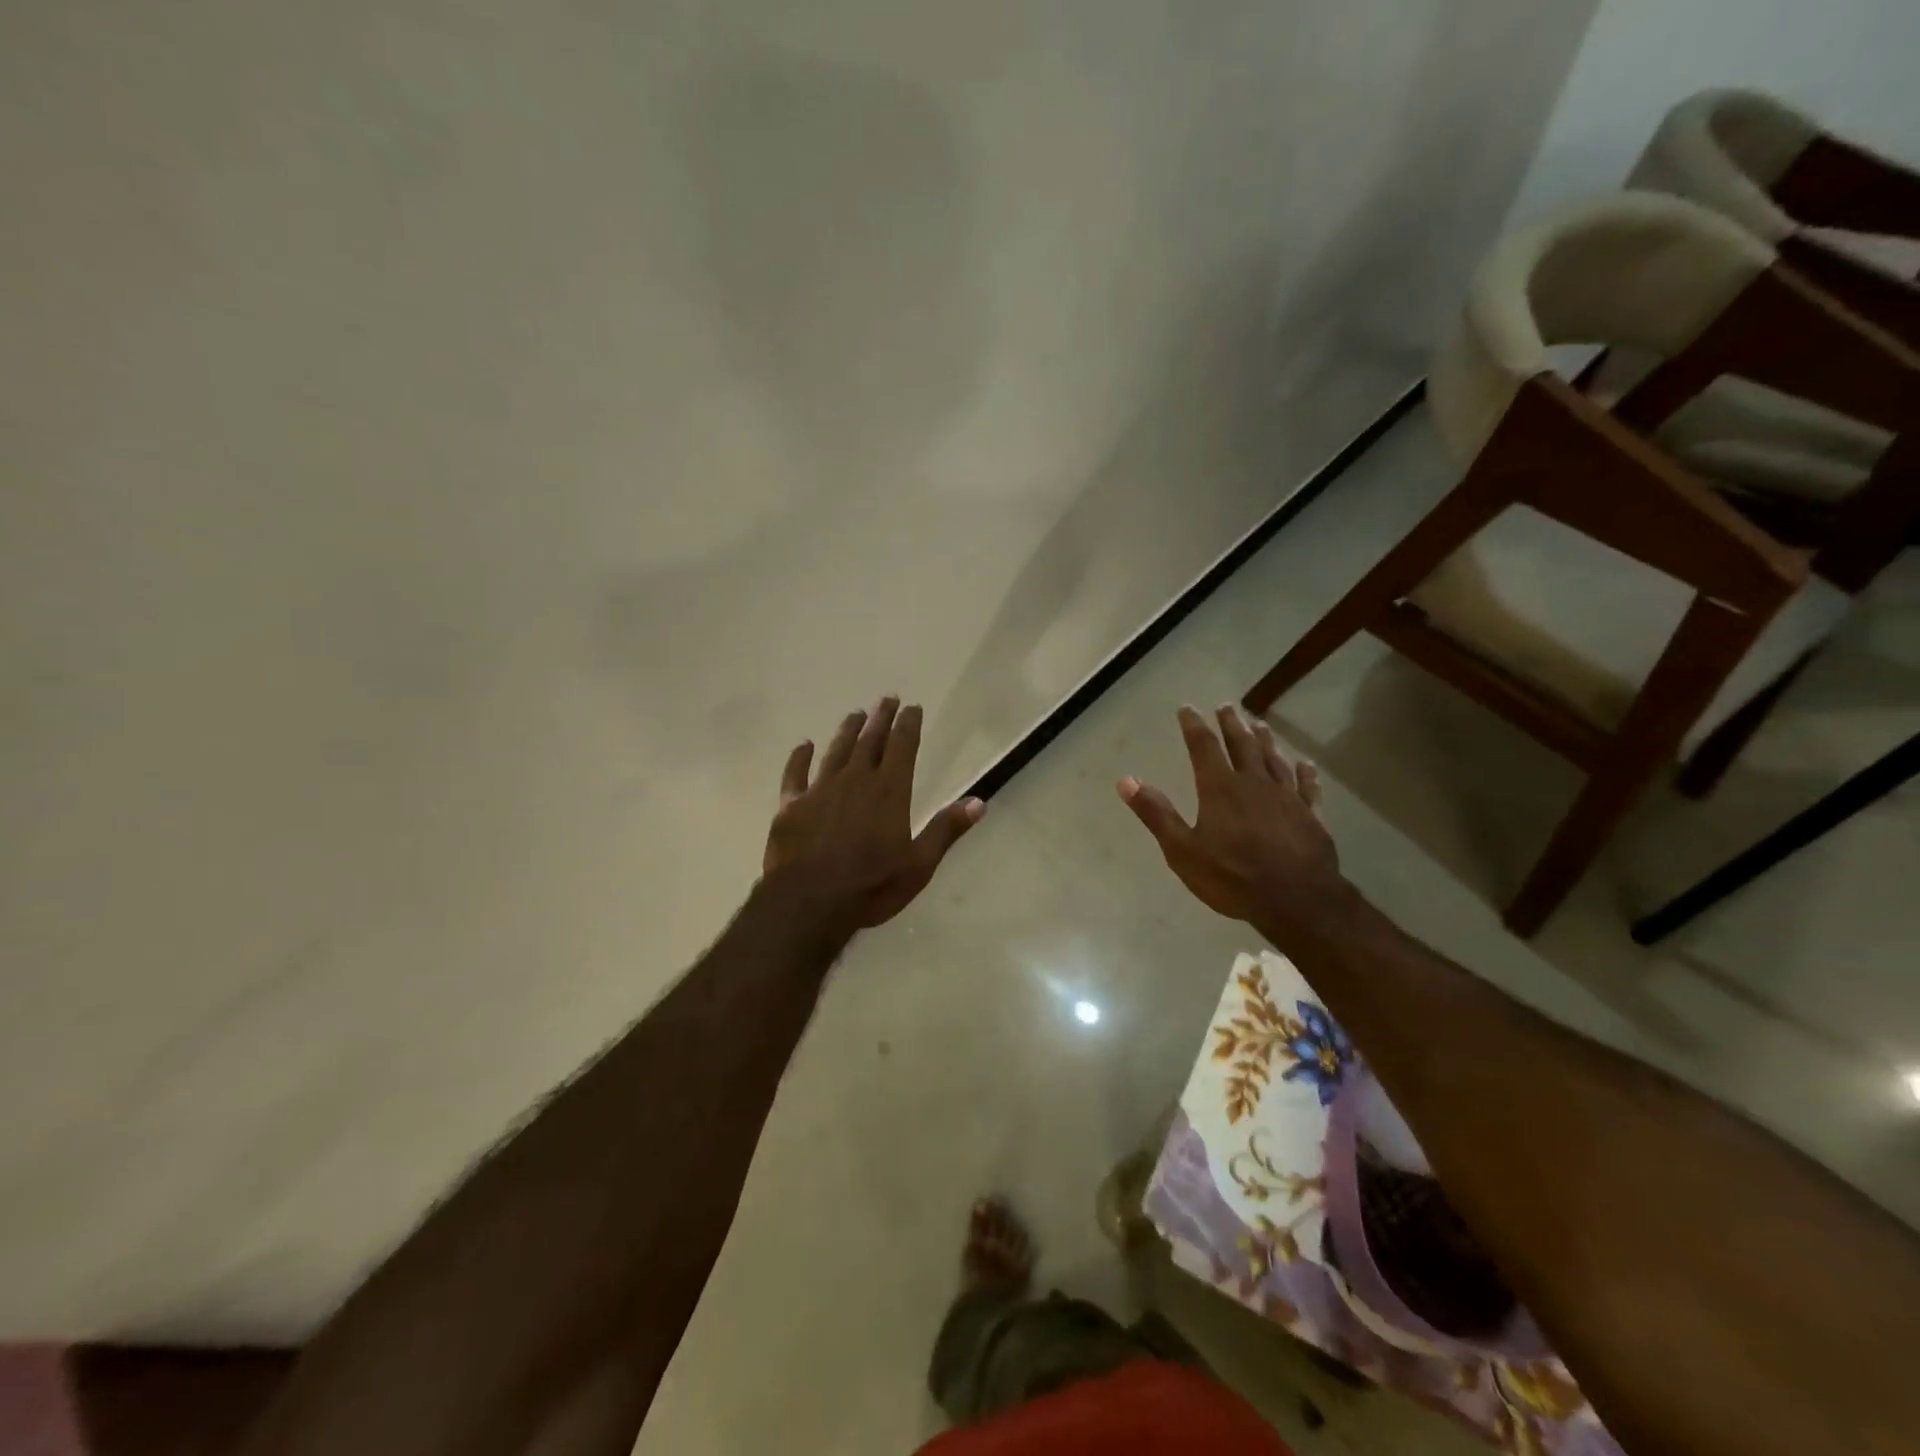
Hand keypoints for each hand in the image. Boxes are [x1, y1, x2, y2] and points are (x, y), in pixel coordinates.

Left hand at [764, 697, 985, 931]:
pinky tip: (804, 745)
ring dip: (847, 730)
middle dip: (880, 718)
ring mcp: (820, 790)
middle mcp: (855, 781)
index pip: (902, 747)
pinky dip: (800, 757)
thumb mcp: (919, 865)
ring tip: (855, 714)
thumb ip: (946, 830)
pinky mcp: (791, 805)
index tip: (912, 707)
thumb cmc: (871, 886)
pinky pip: (795, 773)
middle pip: (869, 741)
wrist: (809, 902)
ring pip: (836, 751)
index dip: (908, 724)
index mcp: (889, 792)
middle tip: (887, 698)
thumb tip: (979, 802)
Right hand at [1118, 705, 1343, 938]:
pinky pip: (1308, 787)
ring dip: (1265, 741)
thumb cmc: (1233, 877)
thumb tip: (1126, 780)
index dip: (1194, 726)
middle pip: (1242, 745)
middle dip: (1231, 725)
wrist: (1297, 901)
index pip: (1204, 747)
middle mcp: (1255, 784)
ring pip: (1274, 760)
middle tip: (1226, 707)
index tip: (1187, 708)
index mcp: (1220, 789)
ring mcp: (1287, 798)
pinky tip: (1306, 764)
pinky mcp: (1312, 816)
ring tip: (1259, 724)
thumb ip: (1156, 814)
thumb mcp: (1182, 850)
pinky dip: (1306, 773)